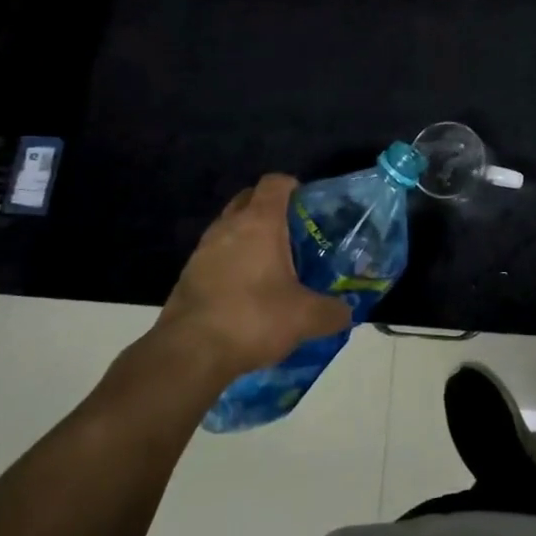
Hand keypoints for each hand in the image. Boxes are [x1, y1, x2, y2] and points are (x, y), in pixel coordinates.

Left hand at [155, 175, 350, 380]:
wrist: (189, 353)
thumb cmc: (253, 318)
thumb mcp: (305, 318)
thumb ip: (332, 312)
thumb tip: (347, 312)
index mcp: (260, 222)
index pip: (274, 182)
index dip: (292, 186)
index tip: (308, 204)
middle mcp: (228, 226)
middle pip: (249, 199)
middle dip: (270, 208)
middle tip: (293, 233)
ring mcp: (203, 249)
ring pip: (230, 227)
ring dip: (248, 237)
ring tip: (271, 264)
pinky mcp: (188, 274)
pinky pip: (216, 255)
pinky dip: (231, 262)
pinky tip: (246, 291)